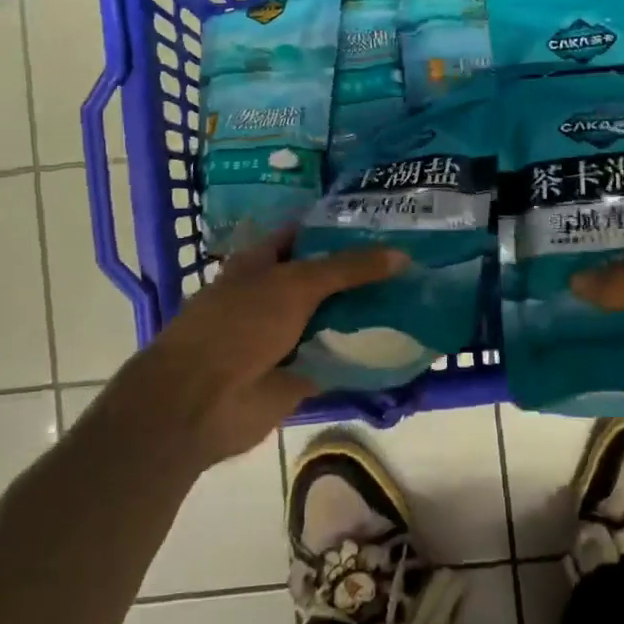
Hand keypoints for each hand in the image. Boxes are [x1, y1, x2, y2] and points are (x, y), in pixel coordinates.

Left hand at [132, 230, 407, 467]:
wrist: (202, 402)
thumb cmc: (239, 325)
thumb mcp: (295, 284)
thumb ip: (346, 268)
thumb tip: (401, 255)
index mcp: (262, 262)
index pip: (307, 235)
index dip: (340, 227)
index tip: (386, 222)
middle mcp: (275, 295)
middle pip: (326, 278)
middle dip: (363, 271)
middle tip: (415, 259)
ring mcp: (288, 335)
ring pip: (335, 317)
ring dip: (369, 312)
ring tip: (421, 295)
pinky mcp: (301, 373)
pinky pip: (339, 359)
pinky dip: (365, 354)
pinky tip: (405, 342)